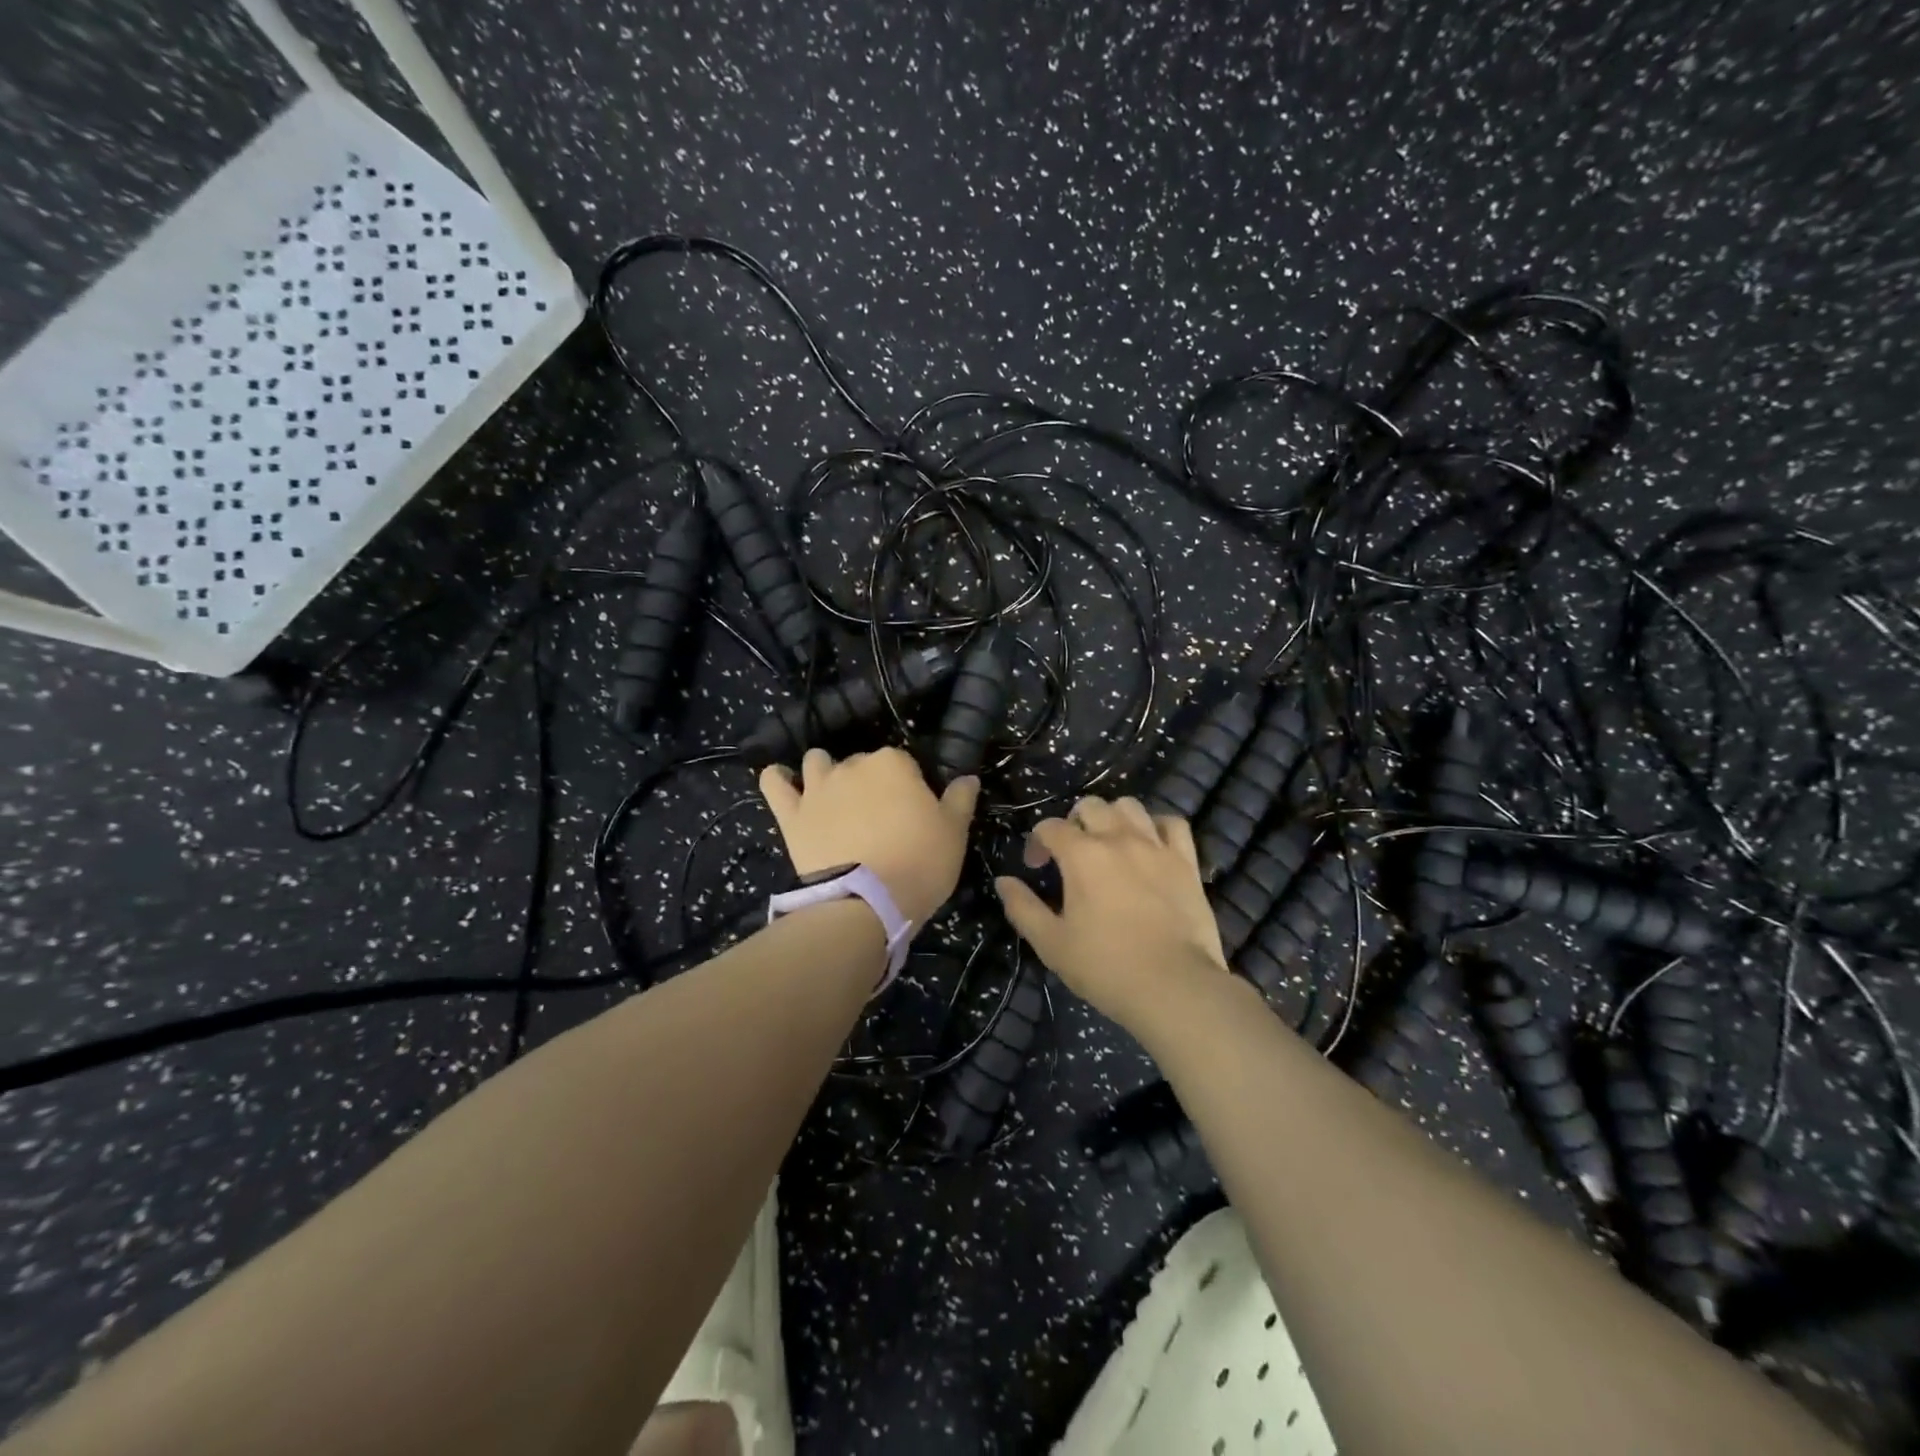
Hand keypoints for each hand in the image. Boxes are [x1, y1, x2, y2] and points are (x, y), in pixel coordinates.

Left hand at [759, 747, 979, 928]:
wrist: (866, 903)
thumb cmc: (918, 864)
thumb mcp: (954, 834)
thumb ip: (960, 800)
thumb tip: (967, 778)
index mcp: (893, 764)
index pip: (904, 763)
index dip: (909, 786)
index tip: (913, 812)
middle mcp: (852, 766)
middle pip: (862, 763)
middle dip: (870, 782)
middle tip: (880, 817)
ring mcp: (818, 788)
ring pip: (818, 762)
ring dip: (826, 772)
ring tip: (835, 797)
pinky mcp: (792, 814)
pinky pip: (774, 783)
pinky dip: (778, 778)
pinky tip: (783, 780)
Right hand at [995, 796, 1228, 1033]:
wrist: (1173, 986)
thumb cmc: (1105, 966)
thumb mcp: (1051, 943)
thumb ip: (1023, 908)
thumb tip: (1003, 881)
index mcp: (1081, 854)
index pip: (1050, 827)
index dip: (1037, 842)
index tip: (1036, 868)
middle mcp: (1118, 838)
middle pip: (1090, 806)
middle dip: (1073, 822)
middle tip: (1072, 853)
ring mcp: (1156, 846)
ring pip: (1130, 806)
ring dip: (1113, 817)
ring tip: (1110, 842)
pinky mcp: (1186, 861)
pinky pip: (1173, 824)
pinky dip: (1158, 826)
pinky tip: (1151, 844)